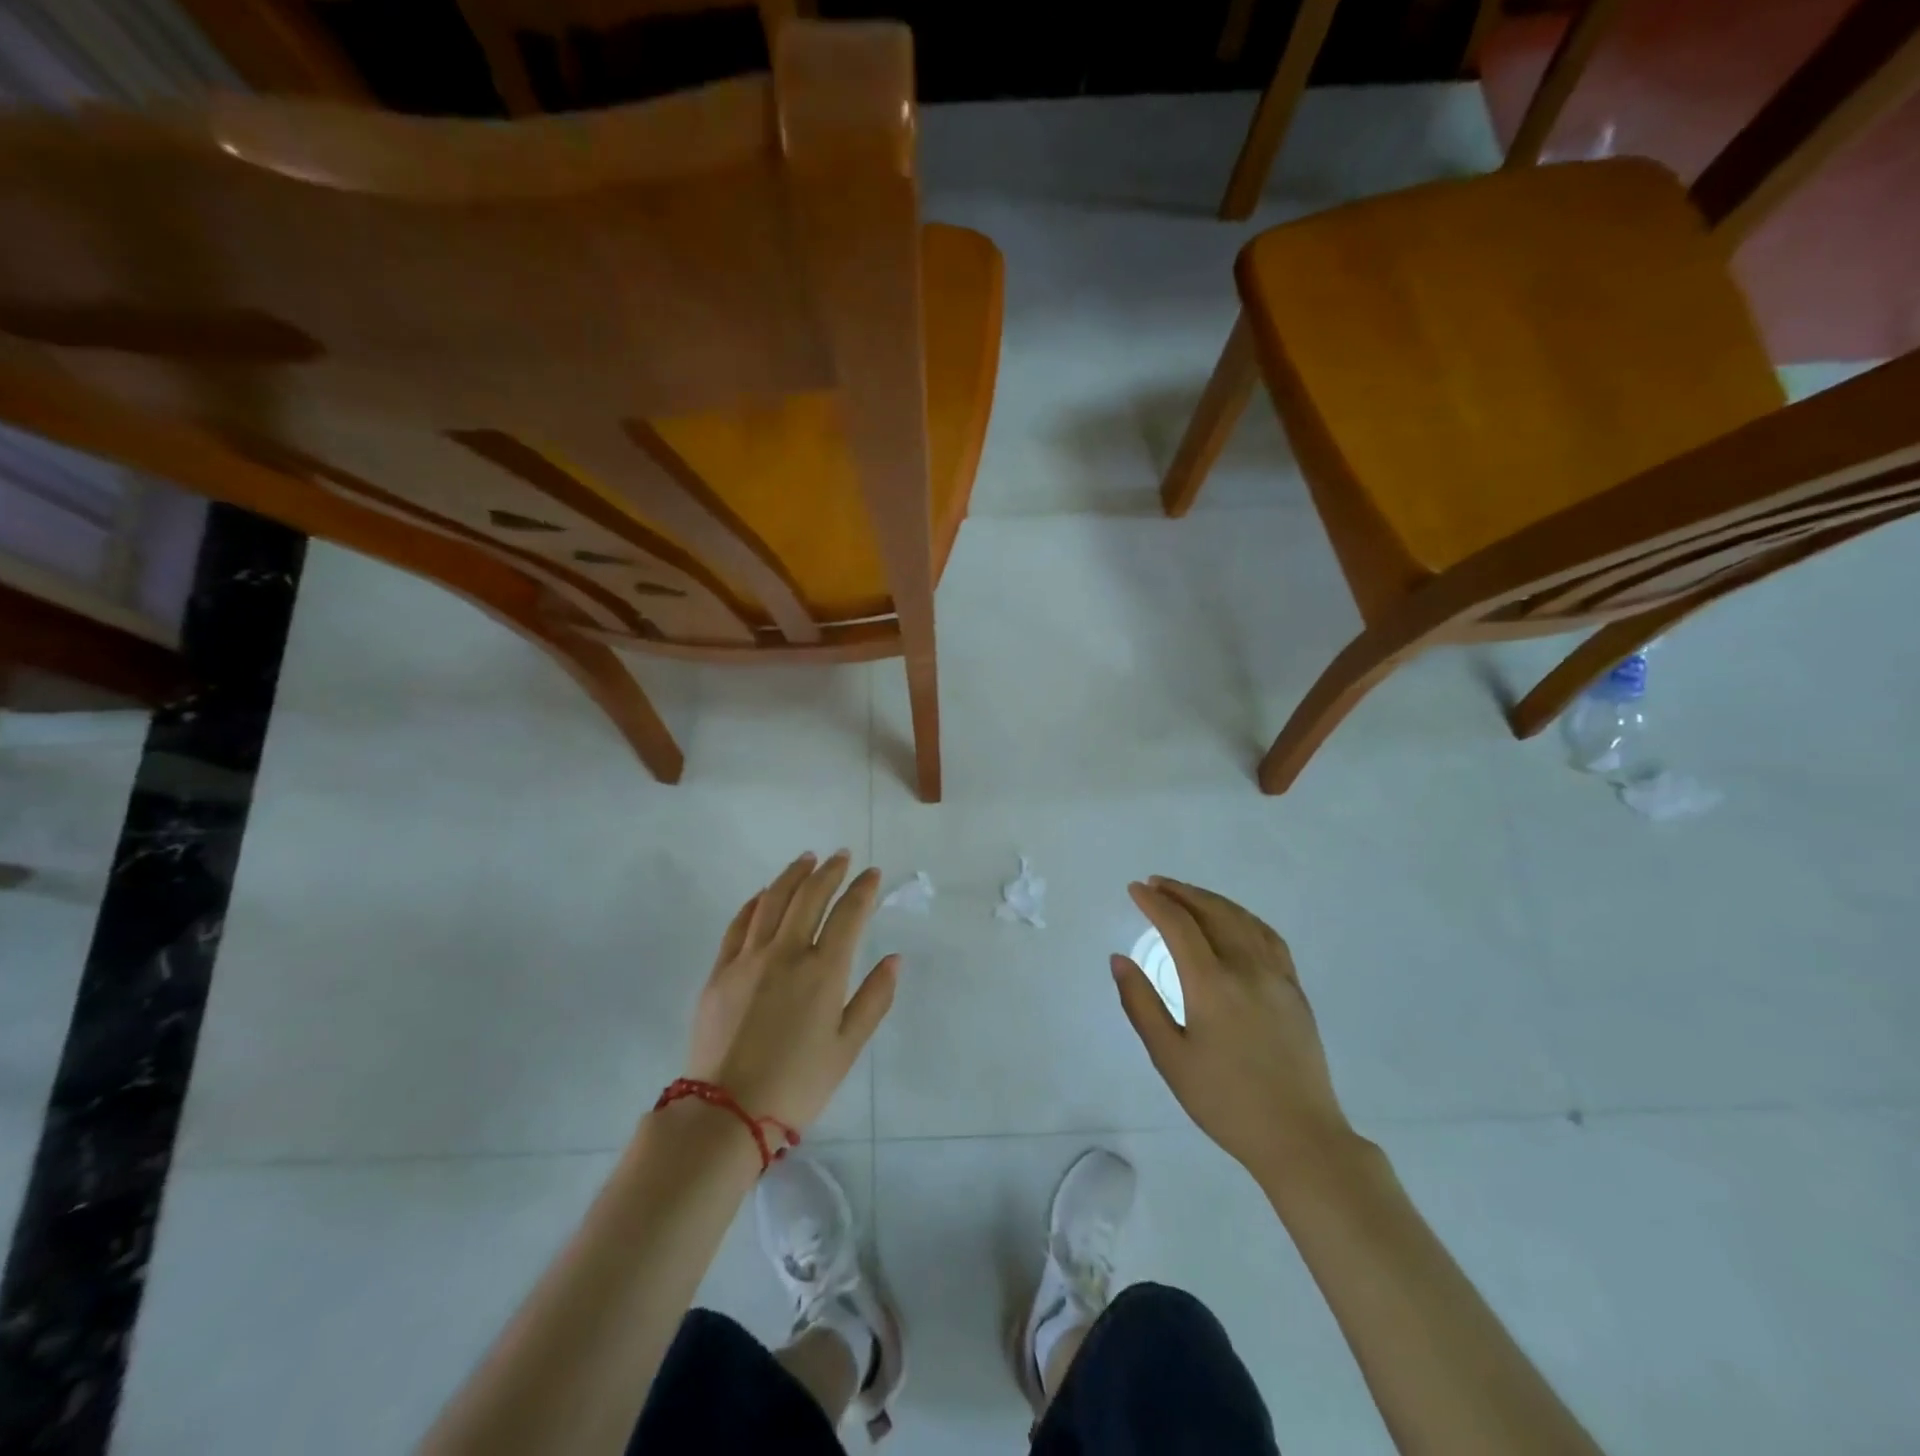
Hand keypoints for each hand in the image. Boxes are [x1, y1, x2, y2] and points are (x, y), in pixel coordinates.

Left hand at [684, 850, 897, 1130]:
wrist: (726, 1112)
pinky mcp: (720, 971)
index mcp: (823, 971)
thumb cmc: (798, 1084)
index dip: (863, 889)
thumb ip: (874, 998)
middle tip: (841, 856)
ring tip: (807, 860)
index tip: (872, 873)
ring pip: (773, 900)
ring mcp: (748, 958)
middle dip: (829, 871)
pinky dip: (756, 901)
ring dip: (793, 875)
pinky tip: (765, 894)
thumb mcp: (847, 1047)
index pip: (848, 914)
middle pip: (810, 896)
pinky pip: (740, 923)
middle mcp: (786, 953)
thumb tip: (894, 959)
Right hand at [1113, 877, 1354, 1182]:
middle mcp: (1246, 969)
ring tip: (1187, 895)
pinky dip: (1243, 917)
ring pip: (1242, 919)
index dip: (1154, 902)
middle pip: (1212, 912)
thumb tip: (1119, 959)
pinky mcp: (1294, 990)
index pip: (1179, 926)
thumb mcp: (1170, 1058)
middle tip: (1156, 884)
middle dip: (1181, 893)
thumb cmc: (1225, 1101)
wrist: (1299, 1137)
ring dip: (1211, 900)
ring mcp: (1276, 976)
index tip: (1135, 889)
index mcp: (1212, 984)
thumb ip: (1141, 1004)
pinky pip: (1268, 937)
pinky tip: (1234, 920)